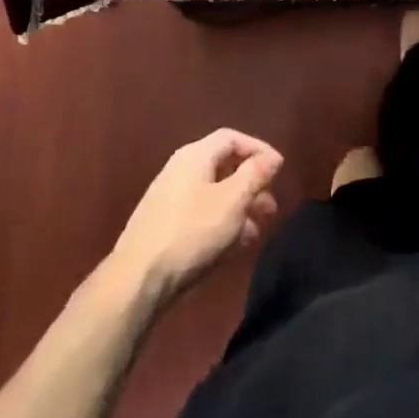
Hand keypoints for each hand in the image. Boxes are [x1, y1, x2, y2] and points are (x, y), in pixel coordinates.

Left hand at [110, 129, 281, 302]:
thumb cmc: (192, 232)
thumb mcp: (233, 200)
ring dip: (239, 206)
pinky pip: (201, 213)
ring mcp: (169, 198)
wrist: (138, 279)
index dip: (259, 149)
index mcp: (195, 156)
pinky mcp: (164, 225)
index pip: (232, 138)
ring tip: (257, 229)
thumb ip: (255, 174)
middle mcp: (180, 170)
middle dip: (251, 183)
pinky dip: (222, 221)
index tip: (280, 170)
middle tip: (271, 205)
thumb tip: (272, 157)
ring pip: (213, 193)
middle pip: (223, 166)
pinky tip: (234, 244)